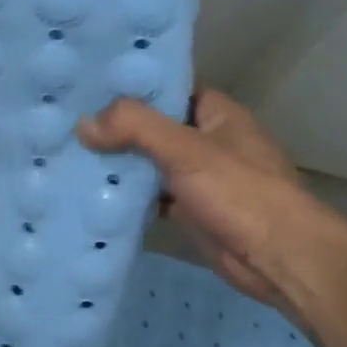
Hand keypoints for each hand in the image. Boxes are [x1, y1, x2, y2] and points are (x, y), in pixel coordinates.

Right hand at [79, 90, 315, 312]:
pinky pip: (150, 195)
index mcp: (217, 114)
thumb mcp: (186, 150)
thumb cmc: (241, 193)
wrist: (279, 259)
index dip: (131, 86)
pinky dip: (127, 196)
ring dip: (117, 163)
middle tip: (67, 123)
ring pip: (148, 162)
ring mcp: (198, 178)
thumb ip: (135, 128)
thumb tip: (83, 124)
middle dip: (115, 128)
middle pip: (152, 127)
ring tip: (68, 154)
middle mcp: (207, 141)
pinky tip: (91, 194)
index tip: (87, 87)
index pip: (168, 89)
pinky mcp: (189, 210)